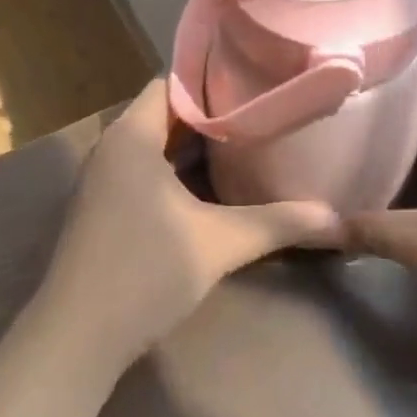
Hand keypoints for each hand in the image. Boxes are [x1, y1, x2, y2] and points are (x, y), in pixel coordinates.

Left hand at [31, 80, 342, 376]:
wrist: (78, 335)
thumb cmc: (145, 271)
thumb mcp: (220, 243)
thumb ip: (278, 223)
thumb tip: (338, 219)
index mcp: (131, 137)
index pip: (172, 84)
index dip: (213, 81)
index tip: (257, 83)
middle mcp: (112, 149)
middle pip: (166, 115)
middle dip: (213, 116)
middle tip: (264, 115)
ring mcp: (104, 181)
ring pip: (156, 147)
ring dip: (196, 148)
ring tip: (249, 145)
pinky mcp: (104, 209)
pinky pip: (145, 173)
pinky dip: (177, 173)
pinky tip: (214, 189)